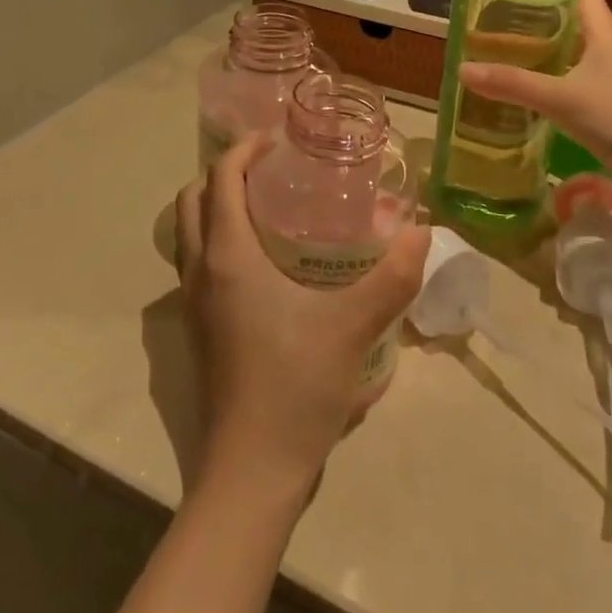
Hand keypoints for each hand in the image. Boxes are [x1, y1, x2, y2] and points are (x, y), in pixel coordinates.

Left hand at [174, 136, 428, 498]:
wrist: (251, 471)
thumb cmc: (296, 387)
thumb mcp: (353, 327)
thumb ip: (392, 278)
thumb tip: (423, 233)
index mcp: (228, 256)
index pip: (220, 179)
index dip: (244, 149)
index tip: (277, 140)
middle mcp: (200, 271)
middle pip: (193, 199)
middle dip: (224, 173)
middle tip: (270, 169)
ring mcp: (192, 304)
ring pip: (188, 233)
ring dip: (215, 207)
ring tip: (264, 207)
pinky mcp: (197, 330)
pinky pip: (196, 263)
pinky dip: (216, 241)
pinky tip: (262, 263)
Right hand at [458, 0, 611, 211]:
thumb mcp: (564, 98)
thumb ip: (514, 85)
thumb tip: (462, 69)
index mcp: (601, 34)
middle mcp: (602, 51)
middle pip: (566, 22)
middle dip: (531, 17)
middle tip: (488, 17)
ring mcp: (603, 81)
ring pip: (563, 56)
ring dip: (534, 53)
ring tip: (492, 50)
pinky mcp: (599, 109)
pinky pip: (563, 86)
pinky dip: (540, 84)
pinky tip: (514, 92)